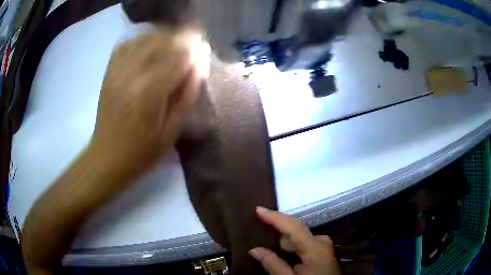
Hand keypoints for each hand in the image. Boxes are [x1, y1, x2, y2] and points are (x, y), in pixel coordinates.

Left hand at [89, 29, 208, 172]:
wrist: (107, 157)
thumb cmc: (142, 151)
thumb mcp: (172, 130)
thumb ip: (188, 94)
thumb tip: (200, 64)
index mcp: (149, 94)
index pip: (177, 57)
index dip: (194, 48)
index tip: (204, 48)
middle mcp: (131, 75)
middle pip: (161, 41)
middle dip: (182, 38)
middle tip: (193, 44)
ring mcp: (117, 71)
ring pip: (145, 39)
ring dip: (164, 37)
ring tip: (175, 44)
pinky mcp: (109, 72)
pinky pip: (127, 44)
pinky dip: (143, 40)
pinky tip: (151, 46)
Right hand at [250, 207, 340, 274]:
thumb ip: (273, 264)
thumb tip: (254, 249)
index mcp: (315, 248)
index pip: (293, 227)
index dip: (275, 217)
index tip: (258, 209)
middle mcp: (321, 242)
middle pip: (295, 232)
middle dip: (277, 232)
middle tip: (258, 230)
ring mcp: (324, 246)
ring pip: (298, 239)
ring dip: (284, 242)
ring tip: (267, 245)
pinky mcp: (323, 252)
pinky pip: (303, 244)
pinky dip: (291, 247)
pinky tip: (282, 253)